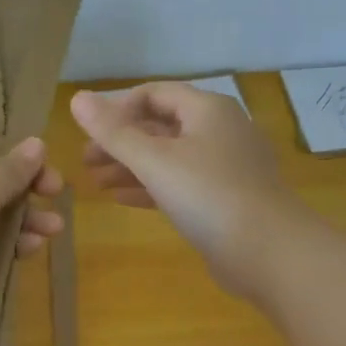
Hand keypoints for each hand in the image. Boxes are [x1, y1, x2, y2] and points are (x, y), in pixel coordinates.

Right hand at [70, 82, 299, 302]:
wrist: (269, 252)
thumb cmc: (209, 195)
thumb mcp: (154, 161)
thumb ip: (114, 132)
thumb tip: (77, 99)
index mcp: (207, 110)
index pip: (155, 93)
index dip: (119, 108)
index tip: (90, 132)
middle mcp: (219, 130)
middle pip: (160, 126)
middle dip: (121, 141)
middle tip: (85, 161)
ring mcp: (225, 166)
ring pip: (169, 157)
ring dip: (131, 166)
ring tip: (95, 183)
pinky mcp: (225, 199)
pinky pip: (181, 183)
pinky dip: (151, 187)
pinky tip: (122, 199)